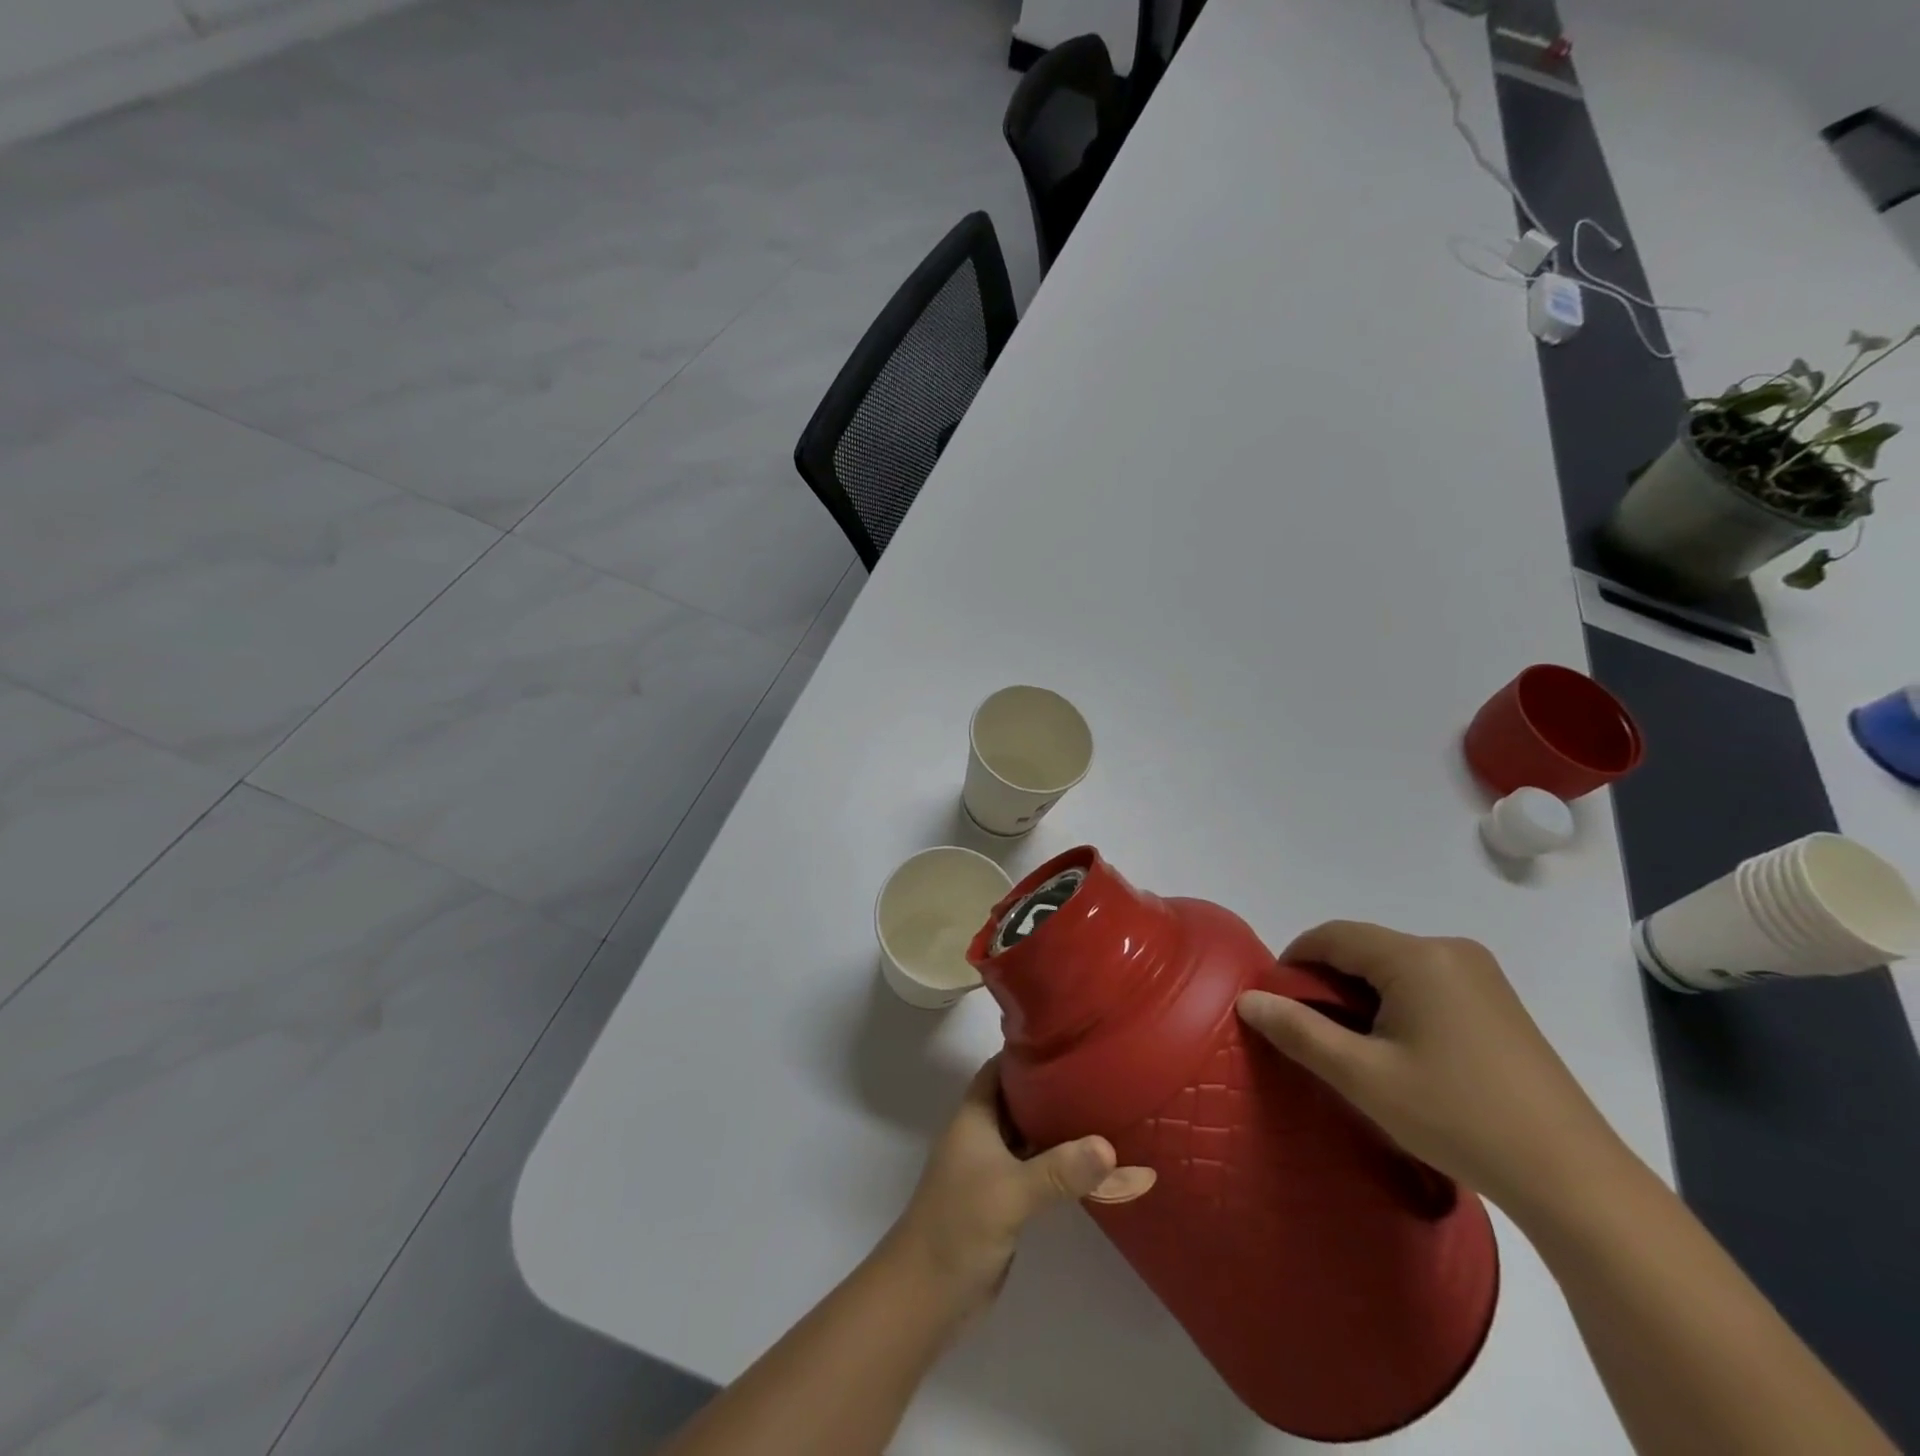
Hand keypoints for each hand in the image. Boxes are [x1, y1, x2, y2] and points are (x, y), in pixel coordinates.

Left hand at [888, 1058, 1154, 1313]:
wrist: (926, 1295)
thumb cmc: (959, 1225)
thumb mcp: (1011, 1192)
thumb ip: (1059, 1170)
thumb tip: (1109, 1146)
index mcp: (974, 1117)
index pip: (1001, 1068)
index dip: (1029, 1053)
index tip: (1069, 1041)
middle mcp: (982, 1135)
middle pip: (1019, 1100)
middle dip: (1053, 1088)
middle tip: (1100, 1076)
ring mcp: (992, 1168)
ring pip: (1030, 1136)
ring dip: (1059, 1128)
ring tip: (1106, 1111)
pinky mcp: (1004, 1200)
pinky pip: (1036, 1169)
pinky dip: (1059, 1163)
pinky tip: (1092, 1164)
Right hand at [1235, 921, 1624, 1217]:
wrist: (1572, 1178)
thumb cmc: (1457, 1117)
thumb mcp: (1363, 1077)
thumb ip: (1298, 1031)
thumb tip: (1248, 1000)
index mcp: (1417, 957)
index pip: (1332, 935)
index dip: (1294, 961)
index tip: (1277, 1003)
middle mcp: (1450, 950)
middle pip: (1364, 949)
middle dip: (1328, 983)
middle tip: (1313, 1034)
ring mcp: (1481, 975)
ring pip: (1394, 968)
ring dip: (1362, 996)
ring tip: (1354, 1049)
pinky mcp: (1499, 1002)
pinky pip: (1426, 984)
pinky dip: (1397, 1005)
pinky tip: (1402, 1053)